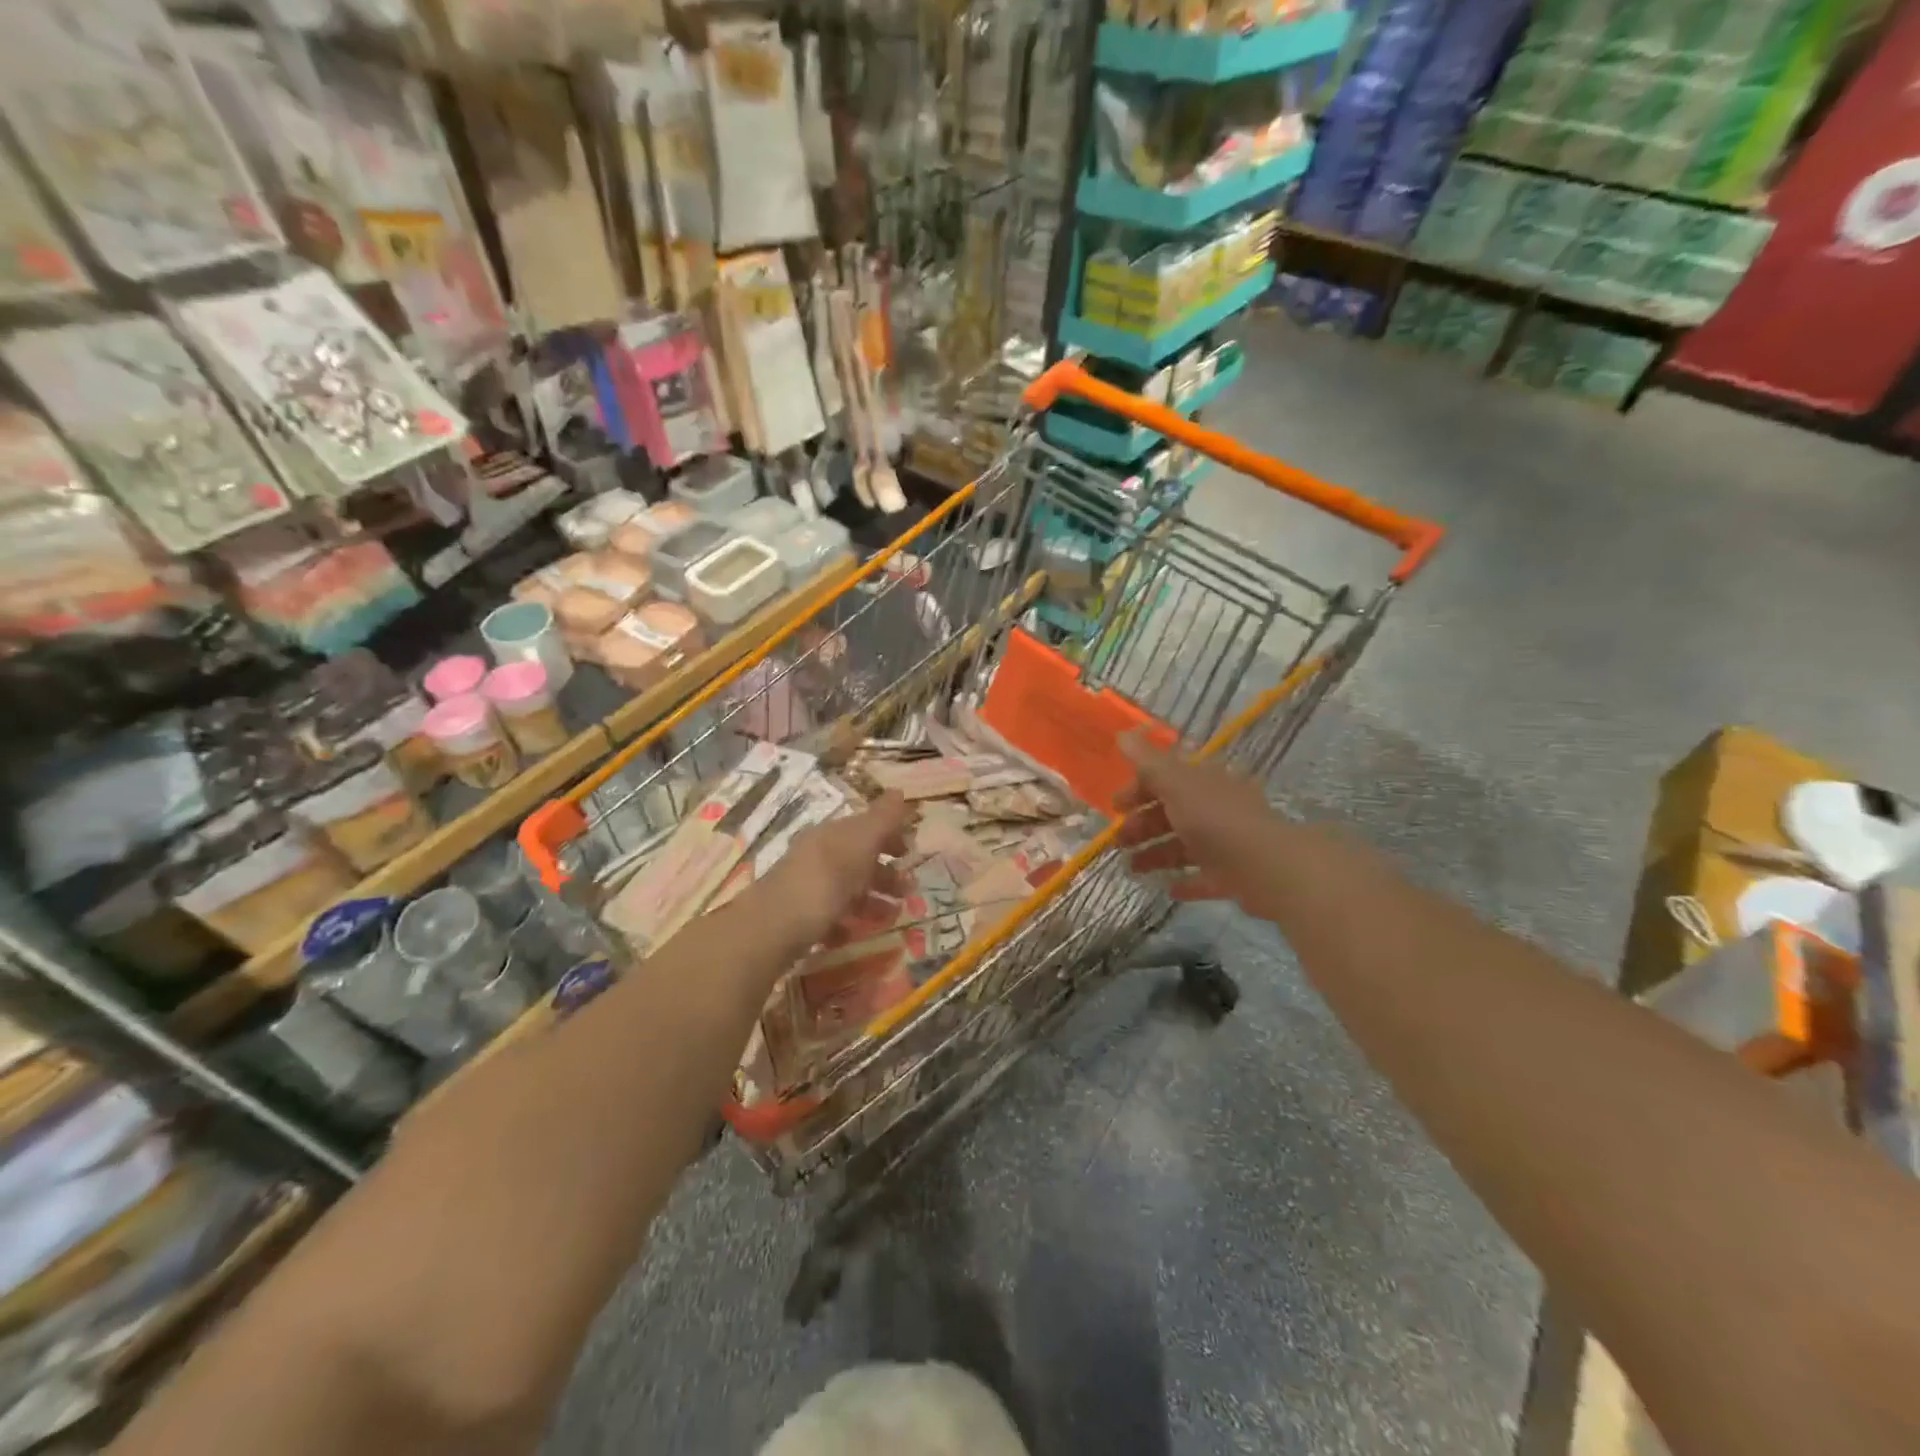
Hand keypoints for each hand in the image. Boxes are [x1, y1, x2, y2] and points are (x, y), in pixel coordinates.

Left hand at [761, 791, 912, 947]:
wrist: (773, 926)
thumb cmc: (825, 879)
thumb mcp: (860, 842)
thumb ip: (882, 819)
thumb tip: (899, 790)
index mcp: (832, 834)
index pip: (865, 827)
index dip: (890, 836)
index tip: (911, 852)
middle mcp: (818, 856)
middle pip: (858, 860)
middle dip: (886, 874)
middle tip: (909, 891)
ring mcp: (806, 888)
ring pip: (846, 890)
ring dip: (872, 901)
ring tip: (891, 917)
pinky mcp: (799, 919)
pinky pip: (829, 918)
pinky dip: (846, 924)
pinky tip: (854, 934)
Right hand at [1117, 731, 1291, 918]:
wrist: (1266, 867)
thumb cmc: (1215, 819)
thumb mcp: (1176, 783)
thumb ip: (1148, 762)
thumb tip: (1124, 734)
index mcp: (1205, 781)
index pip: (1167, 778)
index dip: (1138, 788)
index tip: (1115, 806)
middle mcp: (1217, 808)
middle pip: (1173, 812)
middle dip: (1142, 825)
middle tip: (1118, 841)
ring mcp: (1227, 842)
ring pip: (1184, 845)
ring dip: (1156, 854)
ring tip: (1132, 869)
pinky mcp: (1234, 875)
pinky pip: (1205, 876)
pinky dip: (1185, 880)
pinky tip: (1167, 888)